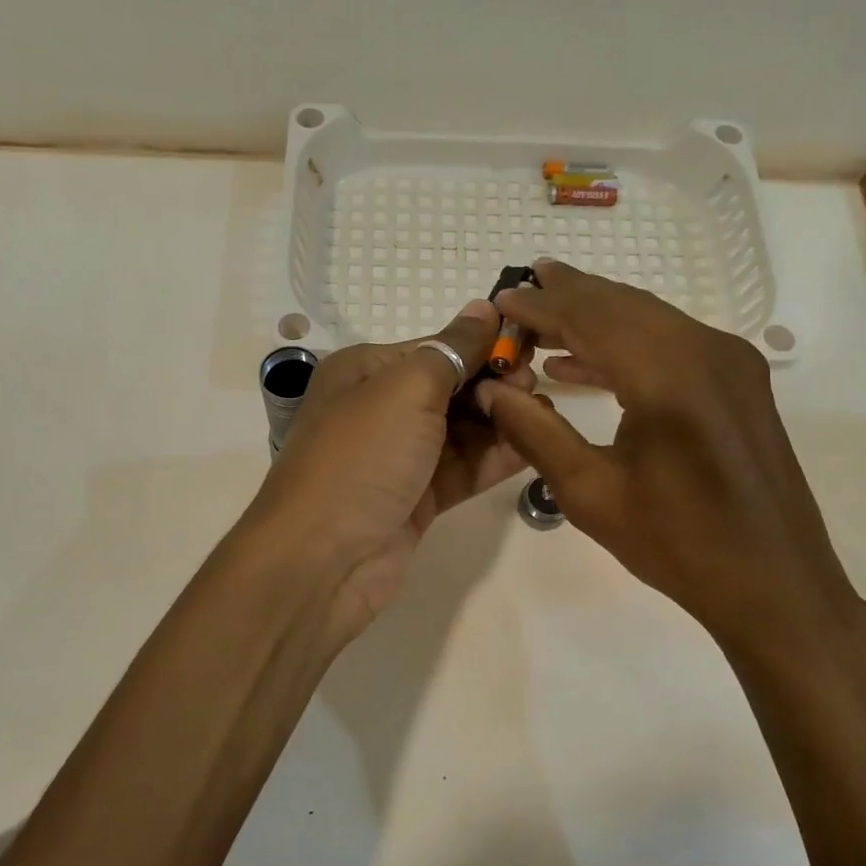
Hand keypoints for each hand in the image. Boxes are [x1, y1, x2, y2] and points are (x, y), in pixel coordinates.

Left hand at [243, 302, 532, 641]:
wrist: (324, 558)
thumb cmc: (361, 457)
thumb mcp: (405, 389)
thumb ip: (452, 350)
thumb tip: (485, 307)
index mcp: (366, 371)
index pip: (435, 348)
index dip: (481, 346)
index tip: (528, 347)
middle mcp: (381, 410)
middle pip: (451, 388)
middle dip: (494, 384)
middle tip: (534, 387)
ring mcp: (400, 458)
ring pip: (461, 431)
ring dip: (500, 421)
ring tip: (542, 414)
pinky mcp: (418, 499)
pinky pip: (464, 469)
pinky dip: (496, 458)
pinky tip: (535, 446)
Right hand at [481, 262, 865, 661]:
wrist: (775, 584)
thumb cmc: (678, 545)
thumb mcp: (591, 494)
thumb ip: (536, 433)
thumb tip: (491, 390)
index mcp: (669, 377)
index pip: (592, 319)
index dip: (542, 306)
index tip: (502, 297)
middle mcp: (707, 352)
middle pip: (624, 306)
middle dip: (569, 295)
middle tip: (522, 285)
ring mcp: (731, 363)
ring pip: (650, 320)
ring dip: (597, 315)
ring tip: (546, 311)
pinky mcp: (739, 382)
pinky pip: (672, 343)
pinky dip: (627, 343)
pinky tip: (586, 361)